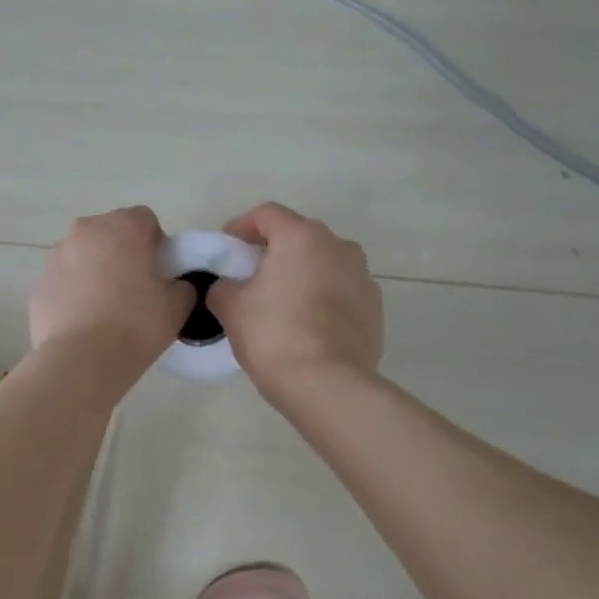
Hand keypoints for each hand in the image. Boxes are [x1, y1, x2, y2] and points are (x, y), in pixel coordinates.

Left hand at [29, 206, 192, 373]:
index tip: (159, 274)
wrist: (82, 360)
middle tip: (134, 291)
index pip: (144, 220)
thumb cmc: (136, 325)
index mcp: (122, 227)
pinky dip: (73, 295)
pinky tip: (84, 324)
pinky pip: (63, 283)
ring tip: (106, 311)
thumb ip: (182, 287)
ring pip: (82, 257)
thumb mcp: (177, 306)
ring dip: (95, 272)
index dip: (156, 244)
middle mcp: (84, 232)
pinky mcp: (38, 286)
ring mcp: (55, 257)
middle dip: (121, 254)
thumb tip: (175, 286)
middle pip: (109, 234)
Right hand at [207, 202, 382, 398]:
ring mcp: (363, 276)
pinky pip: (341, 292)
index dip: (241, 226)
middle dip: (274, 251)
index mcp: (301, 237)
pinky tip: (308, 326)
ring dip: (302, 274)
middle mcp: (338, 246)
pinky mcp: (374, 307)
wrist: (327, 383)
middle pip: (299, 237)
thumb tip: (229, 286)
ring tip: (282, 303)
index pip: (266, 214)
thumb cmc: (273, 335)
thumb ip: (223, 286)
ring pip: (324, 264)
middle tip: (251, 276)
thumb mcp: (231, 308)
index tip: (226, 247)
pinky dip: (323, 299)